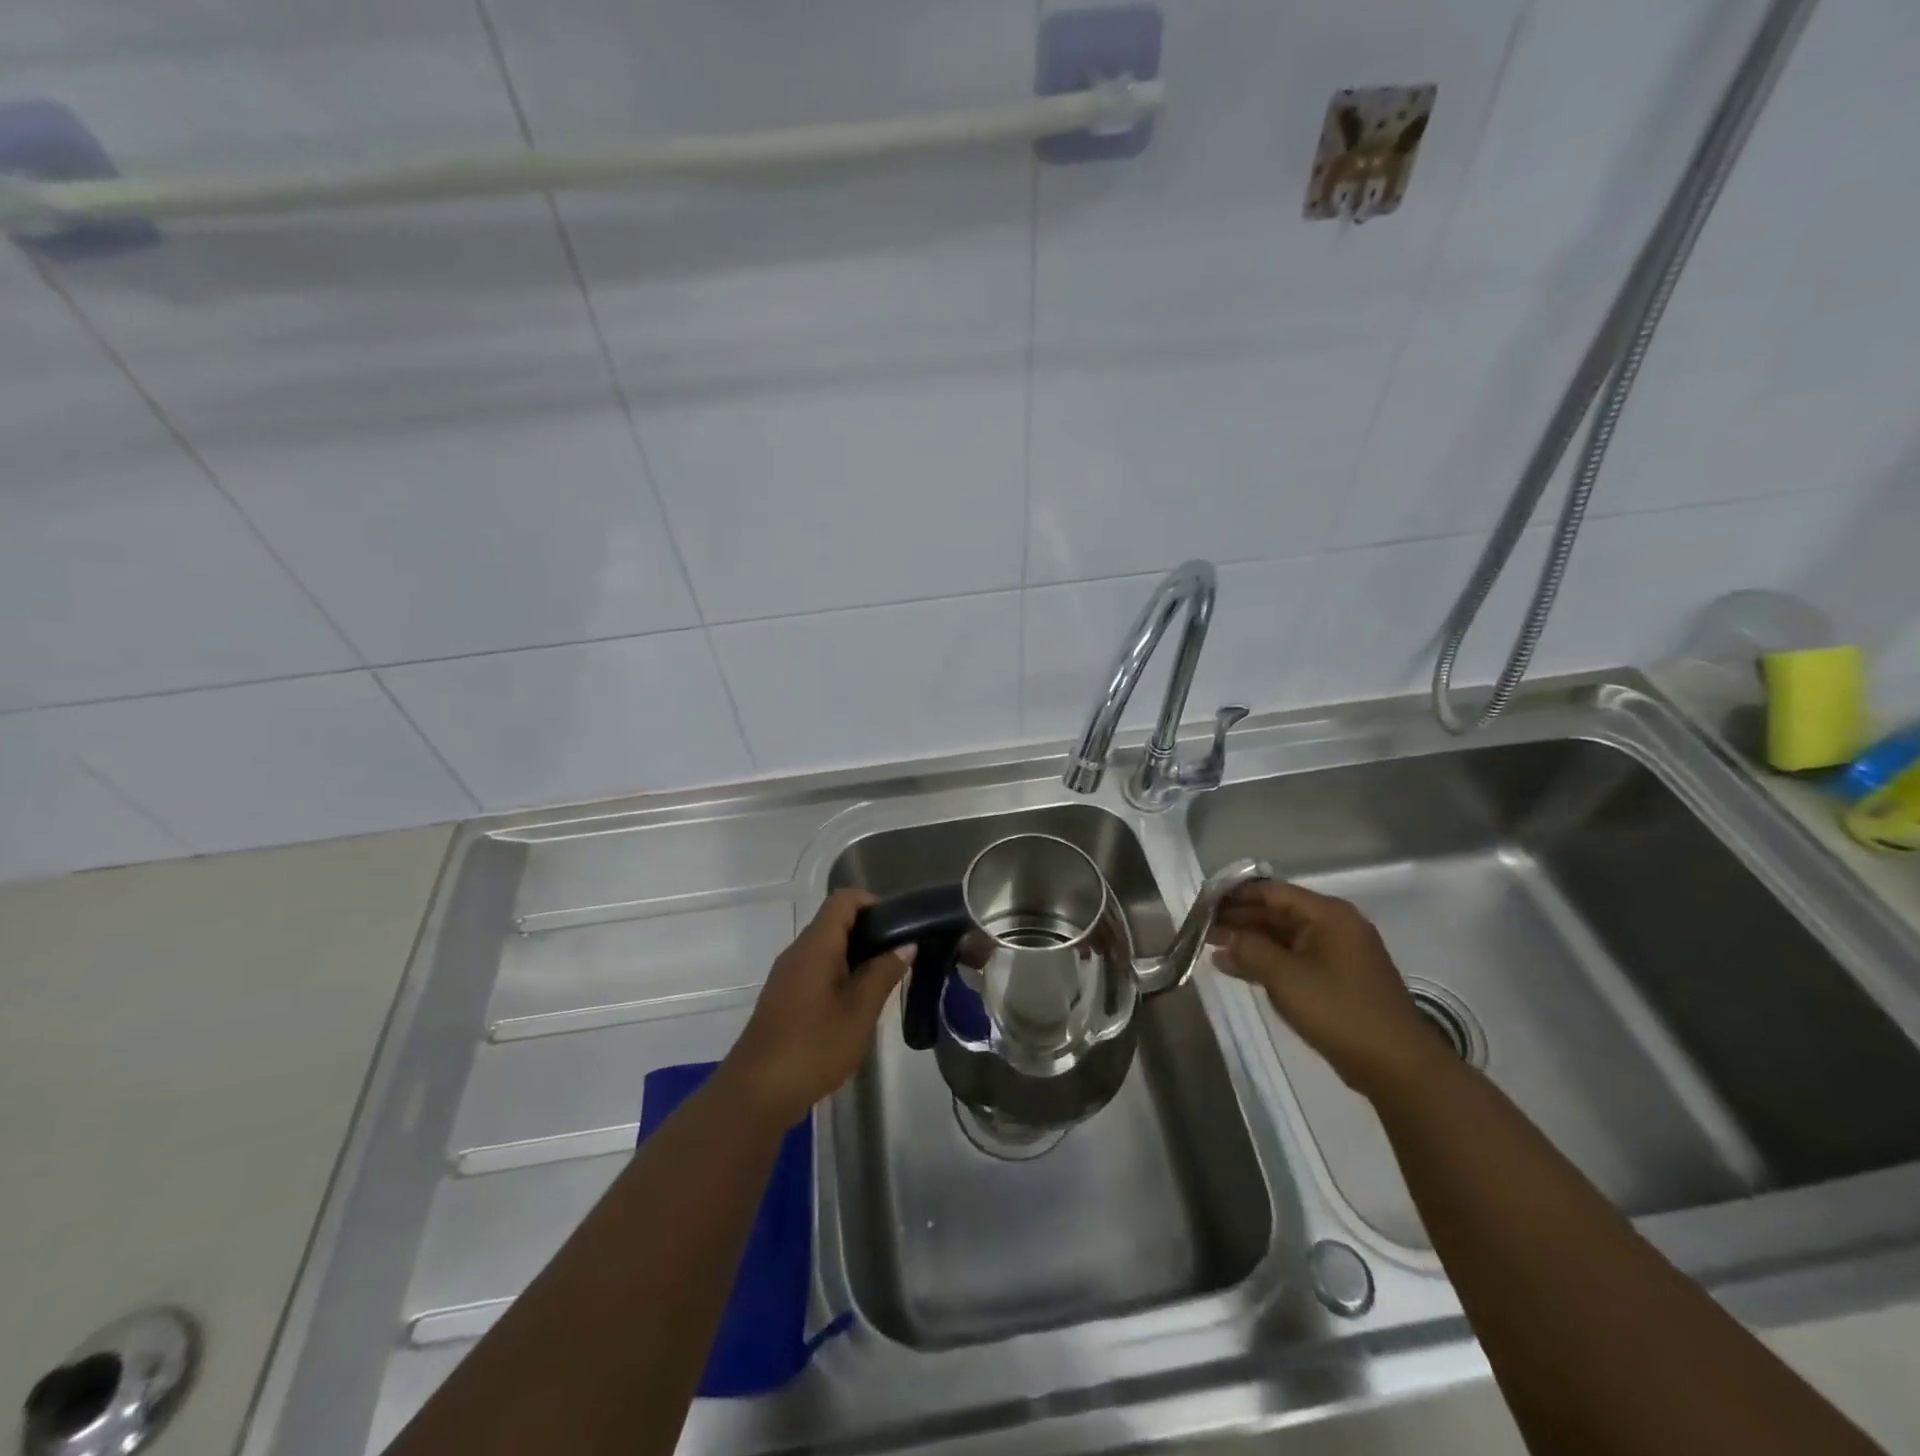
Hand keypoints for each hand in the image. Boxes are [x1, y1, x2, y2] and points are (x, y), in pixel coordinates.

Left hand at [722, 890, 913, 1123]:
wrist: (756, 1093)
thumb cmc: (813, 1048)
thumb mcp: (859, 1012)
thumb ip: (883, 974)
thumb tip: (905, 944)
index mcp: (816, 946)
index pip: (843, 900)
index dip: (872, 903)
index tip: (899, 925)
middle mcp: (798, 951)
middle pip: (834, 921)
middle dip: (869, 931)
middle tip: (899, 955)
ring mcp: (787, 975)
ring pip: (826, 947)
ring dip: (855, 955)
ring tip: (884, 980)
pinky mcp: (783, 996)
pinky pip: (816, 968)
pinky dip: (839, 973)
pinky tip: (856, 1003)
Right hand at [1207, 880, 1439, 1097]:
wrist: (1398, 1066)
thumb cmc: (1340, 1011)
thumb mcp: (1286, 977)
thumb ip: (1249, 951)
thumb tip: (1222, 941)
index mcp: (1328, 914)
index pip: (1271, 891)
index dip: (1234, 895)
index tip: (1202, 903)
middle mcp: (1334, 925)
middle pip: (1277, 912)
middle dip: (1239, 919)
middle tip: (1201, 928)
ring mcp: (1337, 952)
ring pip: (1283, 936)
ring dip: (1249, 941)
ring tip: (1212, 947)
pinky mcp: (1336, 978)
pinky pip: (1294, 958)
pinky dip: (1267, 960)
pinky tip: (1238, 967)